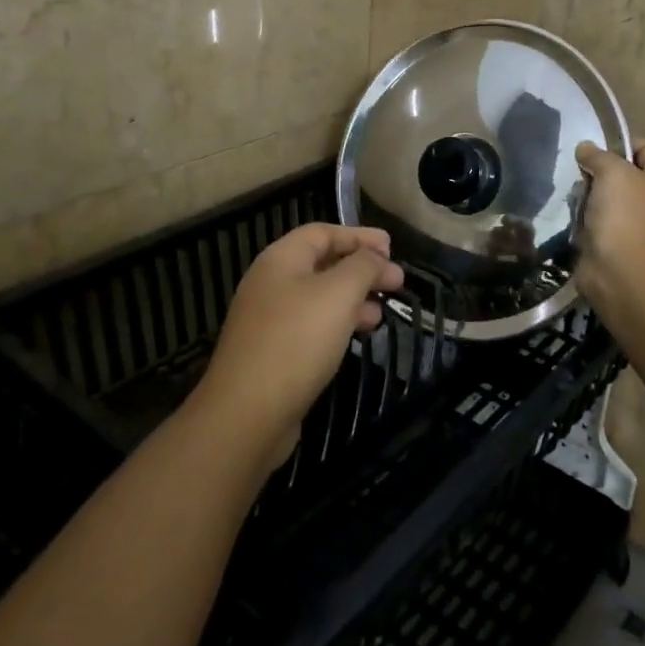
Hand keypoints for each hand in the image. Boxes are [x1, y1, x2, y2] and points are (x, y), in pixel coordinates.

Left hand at [194, 223, 404, 463]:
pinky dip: (338, 323)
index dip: (359, 236)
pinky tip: (358, 336)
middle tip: (397, 281)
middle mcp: (270, 283)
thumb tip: (375, 256)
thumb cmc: (297, 341)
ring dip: (354, 298)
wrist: (247, 413)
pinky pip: (311, 325)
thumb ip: (362, 266)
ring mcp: (269, 320)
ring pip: (319, 297)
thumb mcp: (339, 294)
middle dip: (362, 269)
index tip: (392, 248)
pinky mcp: (273, 352)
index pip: (322, 232)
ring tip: (383, 311)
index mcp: (280, 259)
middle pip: (322, 263)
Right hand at [574, 140, 644, 319]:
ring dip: (587, 195)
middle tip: (578, 174)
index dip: (615, 144)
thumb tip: (585, 149)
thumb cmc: (625, 214)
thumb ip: (597, 155)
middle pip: (622, 171)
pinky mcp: (617, 239)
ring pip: (605, 195)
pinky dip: (584, 216)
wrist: (621, 271)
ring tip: (573, 196)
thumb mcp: (611, 172)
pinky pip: (597, 218)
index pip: (641, 146)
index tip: (589, 150)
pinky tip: (572, 215)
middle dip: (597, 171)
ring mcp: (637, 220)